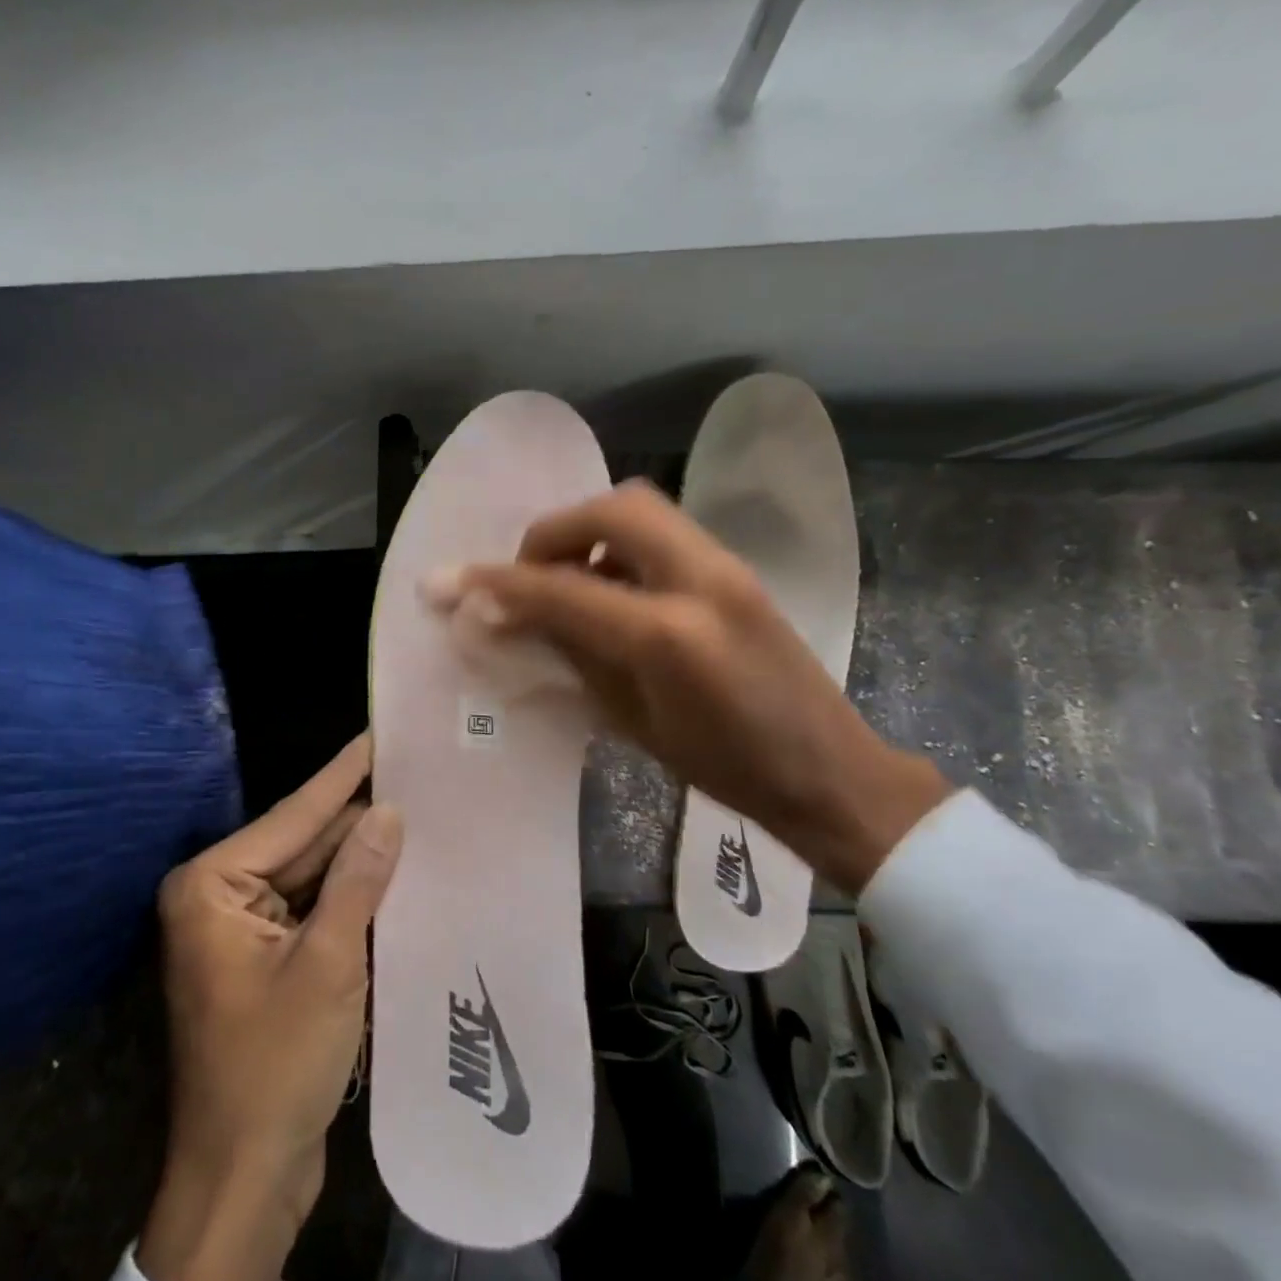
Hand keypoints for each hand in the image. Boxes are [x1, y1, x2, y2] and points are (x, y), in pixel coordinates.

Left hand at [137, 735, 400, 1280]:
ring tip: (415, 809)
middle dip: (356, 816)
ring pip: (311, 876)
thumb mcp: (326, 965)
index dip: (342, 774)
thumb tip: (387, 811)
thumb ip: (356, 881)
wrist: (243, 1180)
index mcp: (212, 886)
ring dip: (359, 856)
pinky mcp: (264, 959)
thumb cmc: (274, 1067)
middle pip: (302, 843)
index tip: (378, 732)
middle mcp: (219, 896)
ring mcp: (241, 929)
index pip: (293, 815)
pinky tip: (394, 869)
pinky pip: (312, 908)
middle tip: (412, 772)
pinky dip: (350, 895)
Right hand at [426, 481, 947, 892]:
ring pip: (638, 508)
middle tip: (527, 577)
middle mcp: (699, 580)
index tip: (449, 583)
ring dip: (587, 533)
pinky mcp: (736, 568)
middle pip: (610, 508)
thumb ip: (569, 655)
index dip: (497, 584)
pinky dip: (619, 545)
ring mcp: (726, 566)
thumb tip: (509, 621)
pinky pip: (662, 532)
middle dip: (552, 534)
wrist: (830, 772)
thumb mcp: (632, 721)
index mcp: (668, 635)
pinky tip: (611, 590)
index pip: (562, 589)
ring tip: (567, 583)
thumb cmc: (726, 770)